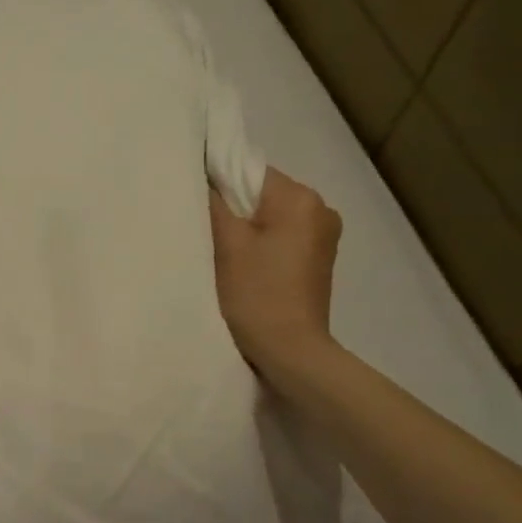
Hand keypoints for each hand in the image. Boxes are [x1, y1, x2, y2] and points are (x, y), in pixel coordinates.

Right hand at [210, 165, 342, 387]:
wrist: (290, 351)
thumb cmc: (256, 294)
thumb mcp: (226, 244)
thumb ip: (212, 203)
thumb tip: (203, 178)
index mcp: (300, 198)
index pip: (249, 171)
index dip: (218, 185)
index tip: (197, 209)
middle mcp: (320, 209)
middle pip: (261, 193)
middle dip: (233, 209)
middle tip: (206, 235)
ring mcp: (324, 235)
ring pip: (270, 216)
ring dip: (246, 229)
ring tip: (224, 254)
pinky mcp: (319, 259)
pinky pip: (282, 236)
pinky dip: (260, 244)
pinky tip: (245, 266)